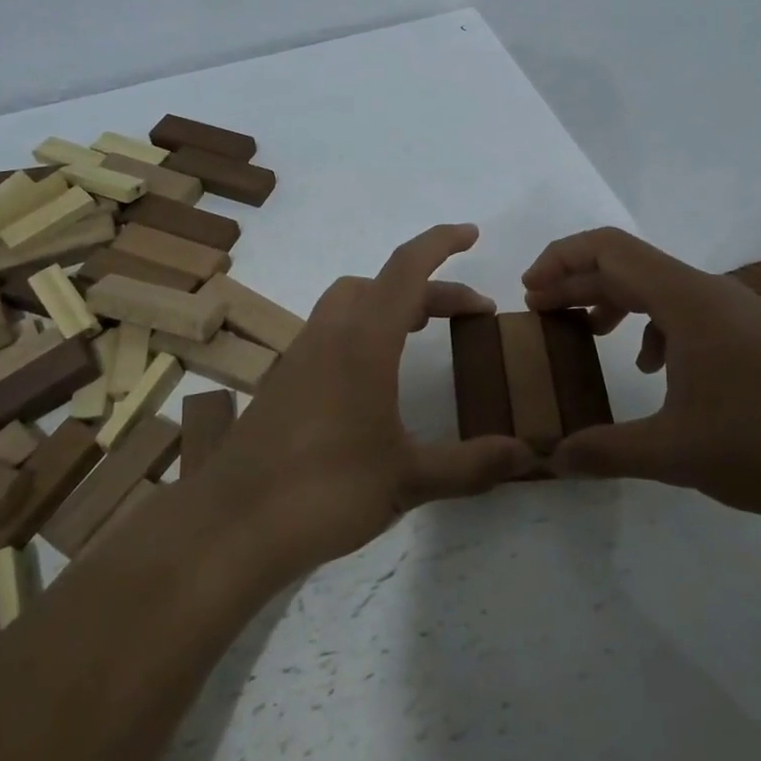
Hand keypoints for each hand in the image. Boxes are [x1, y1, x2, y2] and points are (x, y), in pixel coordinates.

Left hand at [202, 224, 538, 576]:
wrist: (231, 525)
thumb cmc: (325, 492)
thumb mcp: (409, 479)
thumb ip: (471, 465)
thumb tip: (529, 456)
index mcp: (364, 341)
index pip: (407, 269)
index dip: (441, 244)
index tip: (472, 235)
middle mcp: (329, 335)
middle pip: (382, 284)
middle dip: (429, 288)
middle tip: (468, 315)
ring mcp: (299, 356)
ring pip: (350, 304)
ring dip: (391, 306)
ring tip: (421, 334)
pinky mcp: (282, 382)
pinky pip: (330, 333)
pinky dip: (363, 332)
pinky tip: (375, 380)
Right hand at [522, 227, 760, 516]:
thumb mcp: (675, 453)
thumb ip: (607, 451)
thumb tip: (552, 459)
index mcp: (686, 300)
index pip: (609, 250)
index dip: (560, 260)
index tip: (529, 292)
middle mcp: (709, 292)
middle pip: (628, 264)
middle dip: (577, 283)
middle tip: (540, 313)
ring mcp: (736, 311)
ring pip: (658, 287)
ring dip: (614, 301)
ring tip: (586, 333)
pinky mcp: (752, 334)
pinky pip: (687, 311)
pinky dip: (652, 326)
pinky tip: (653, 368)